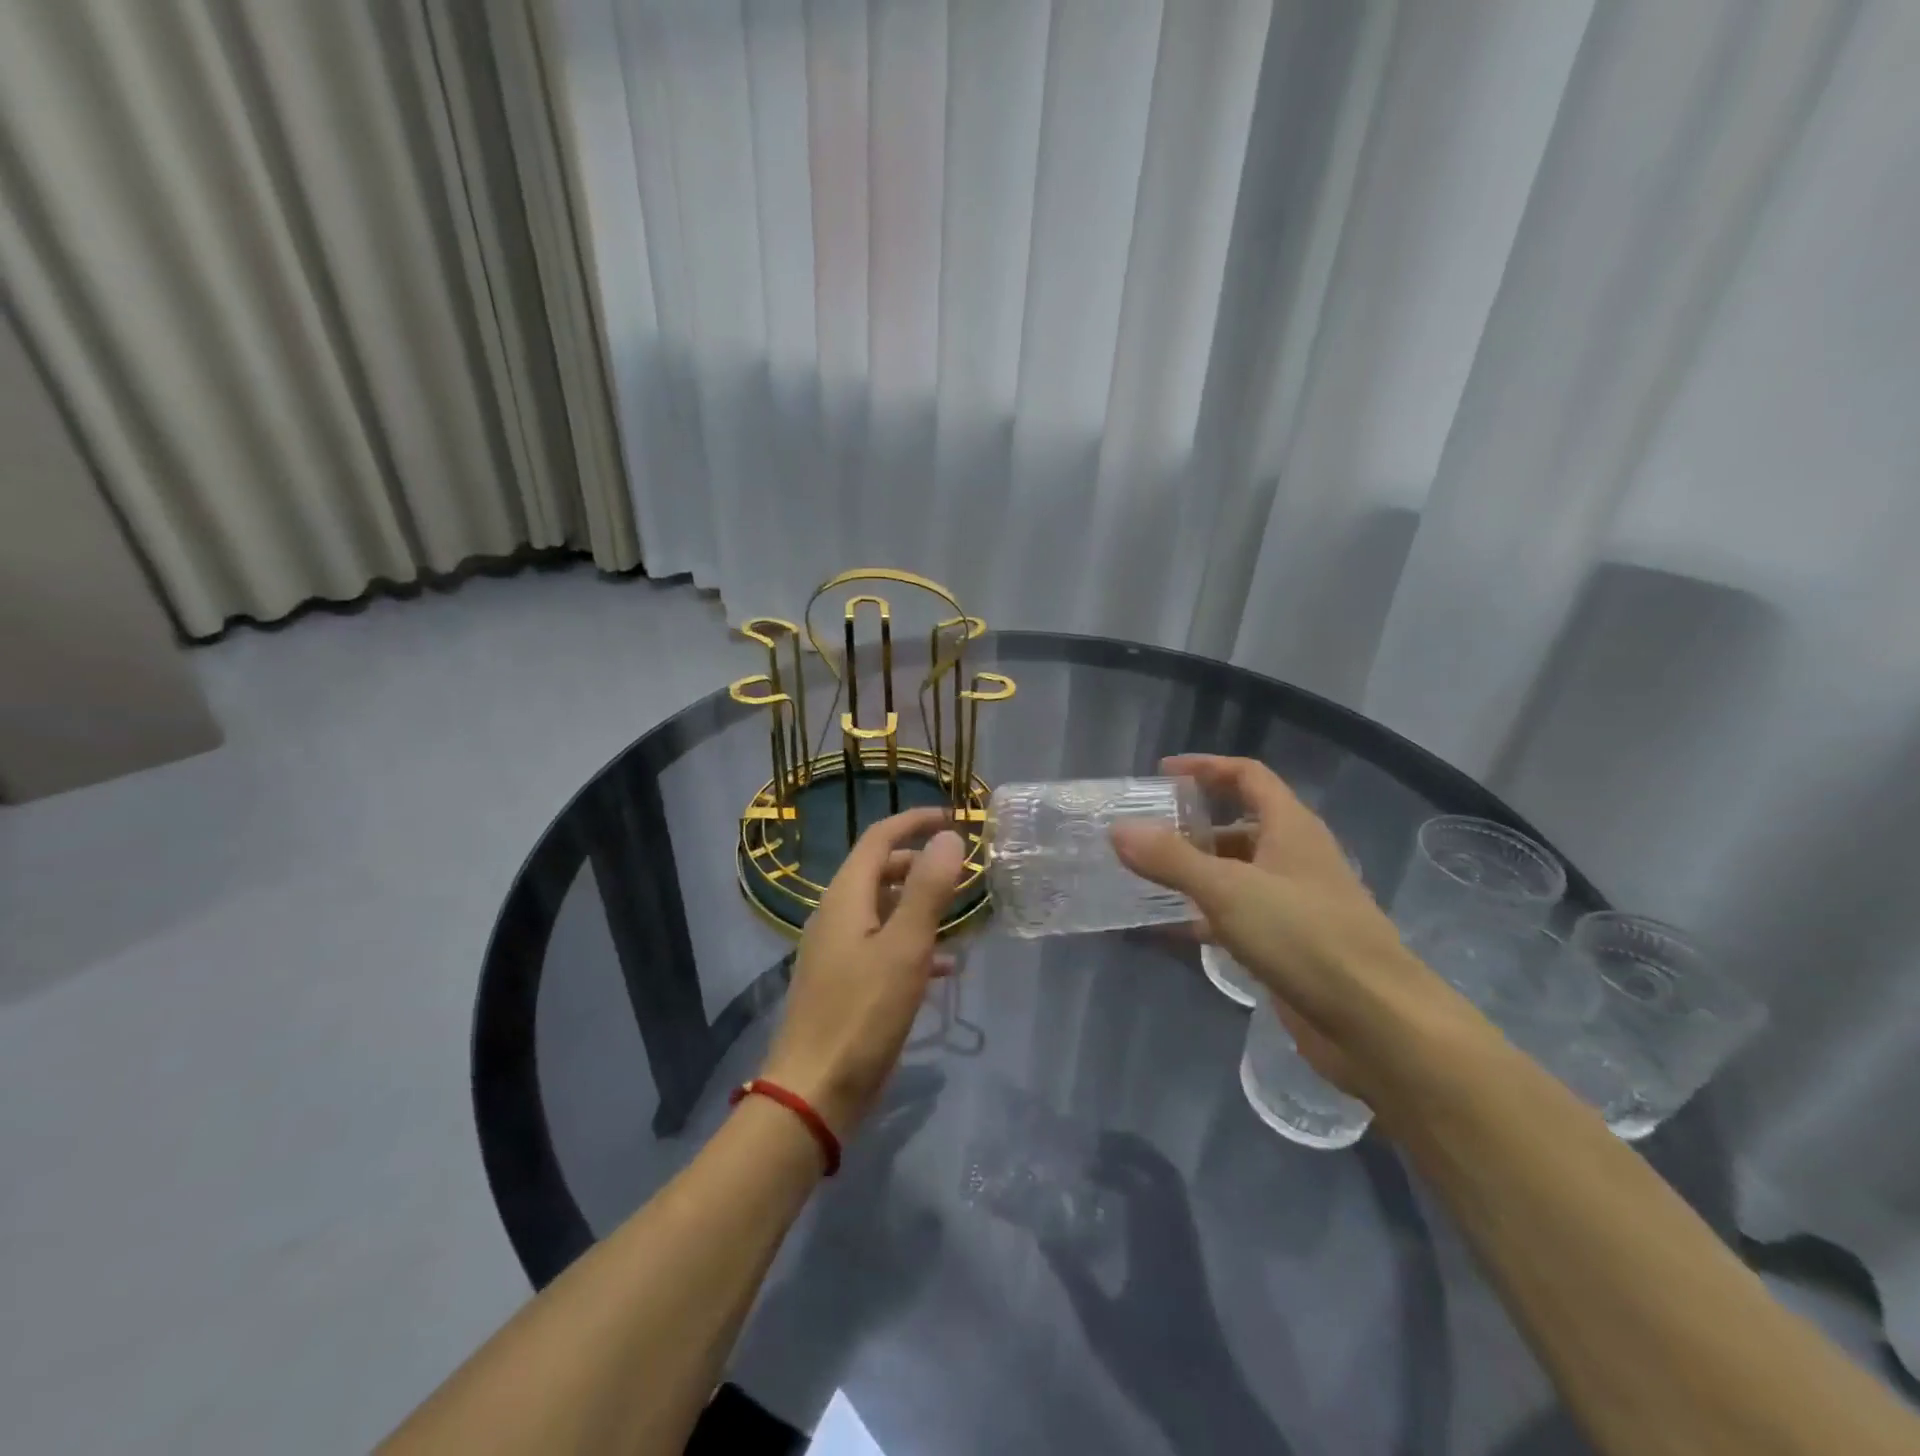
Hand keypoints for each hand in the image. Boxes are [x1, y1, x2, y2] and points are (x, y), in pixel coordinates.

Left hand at [759, 808, 966, 1137]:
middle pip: (880, 871)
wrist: (814, 1092)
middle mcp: (836, 915)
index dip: (914, 821)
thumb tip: (948, 836)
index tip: (953, 818)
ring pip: (883, 909)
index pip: (879, 838)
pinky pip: (881, 945)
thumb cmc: (862, 1014)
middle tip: (963, 872)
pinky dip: (911, 942)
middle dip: (920, 863)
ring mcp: (836, 950)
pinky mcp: (843, 982)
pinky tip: (943, 966)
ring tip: (960, 916)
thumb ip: (927, 889)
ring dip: (919, 904)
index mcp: (846, 897)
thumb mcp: (905, 947)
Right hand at [1112, 754, 1466, 1099]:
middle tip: (1145, 833)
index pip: (1248, 775)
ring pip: (1239, 872)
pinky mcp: (1292, 943)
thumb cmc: (1304, 937)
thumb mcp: (1228, 890)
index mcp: (1291, 827)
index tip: (1162, 773)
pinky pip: (1241, 915)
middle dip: (1193, 825)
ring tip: (1148, 878)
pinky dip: (1208, 913)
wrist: (1376, 1023)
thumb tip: (1118, 830)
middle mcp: (1295, 857)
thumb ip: (1171, 859)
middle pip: (1240, 825)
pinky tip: (1174, 926)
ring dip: (1198, 871)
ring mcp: (1296, 902)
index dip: (1206, 767)